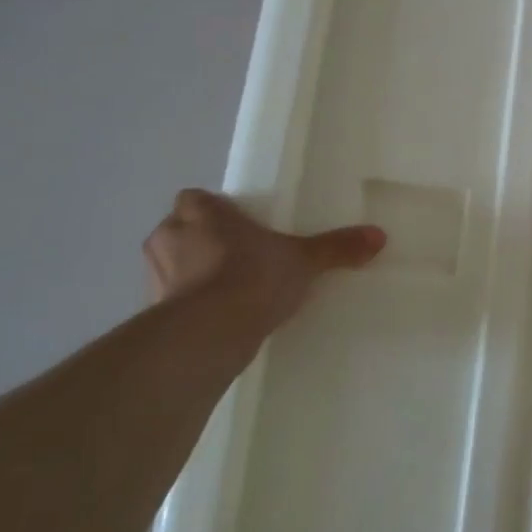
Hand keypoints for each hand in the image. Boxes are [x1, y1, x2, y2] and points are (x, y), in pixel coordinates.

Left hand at [143, 189, 384, 349]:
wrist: (210, 332)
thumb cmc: (253, 277)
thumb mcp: (304, 260)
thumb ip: (337, 247)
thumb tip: (379, 235)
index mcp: (199, 211)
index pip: (196, 198)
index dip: (214, 210)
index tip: (238, 226)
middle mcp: (168, 235)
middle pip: (180, 229)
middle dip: (202, 241)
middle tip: (237, 257)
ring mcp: (154, 275)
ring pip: (172, 265)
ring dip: (192, 274)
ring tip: (228, 292)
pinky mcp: (152, 311)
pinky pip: (171, 301)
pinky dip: (188, 306)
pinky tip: (216, 319)